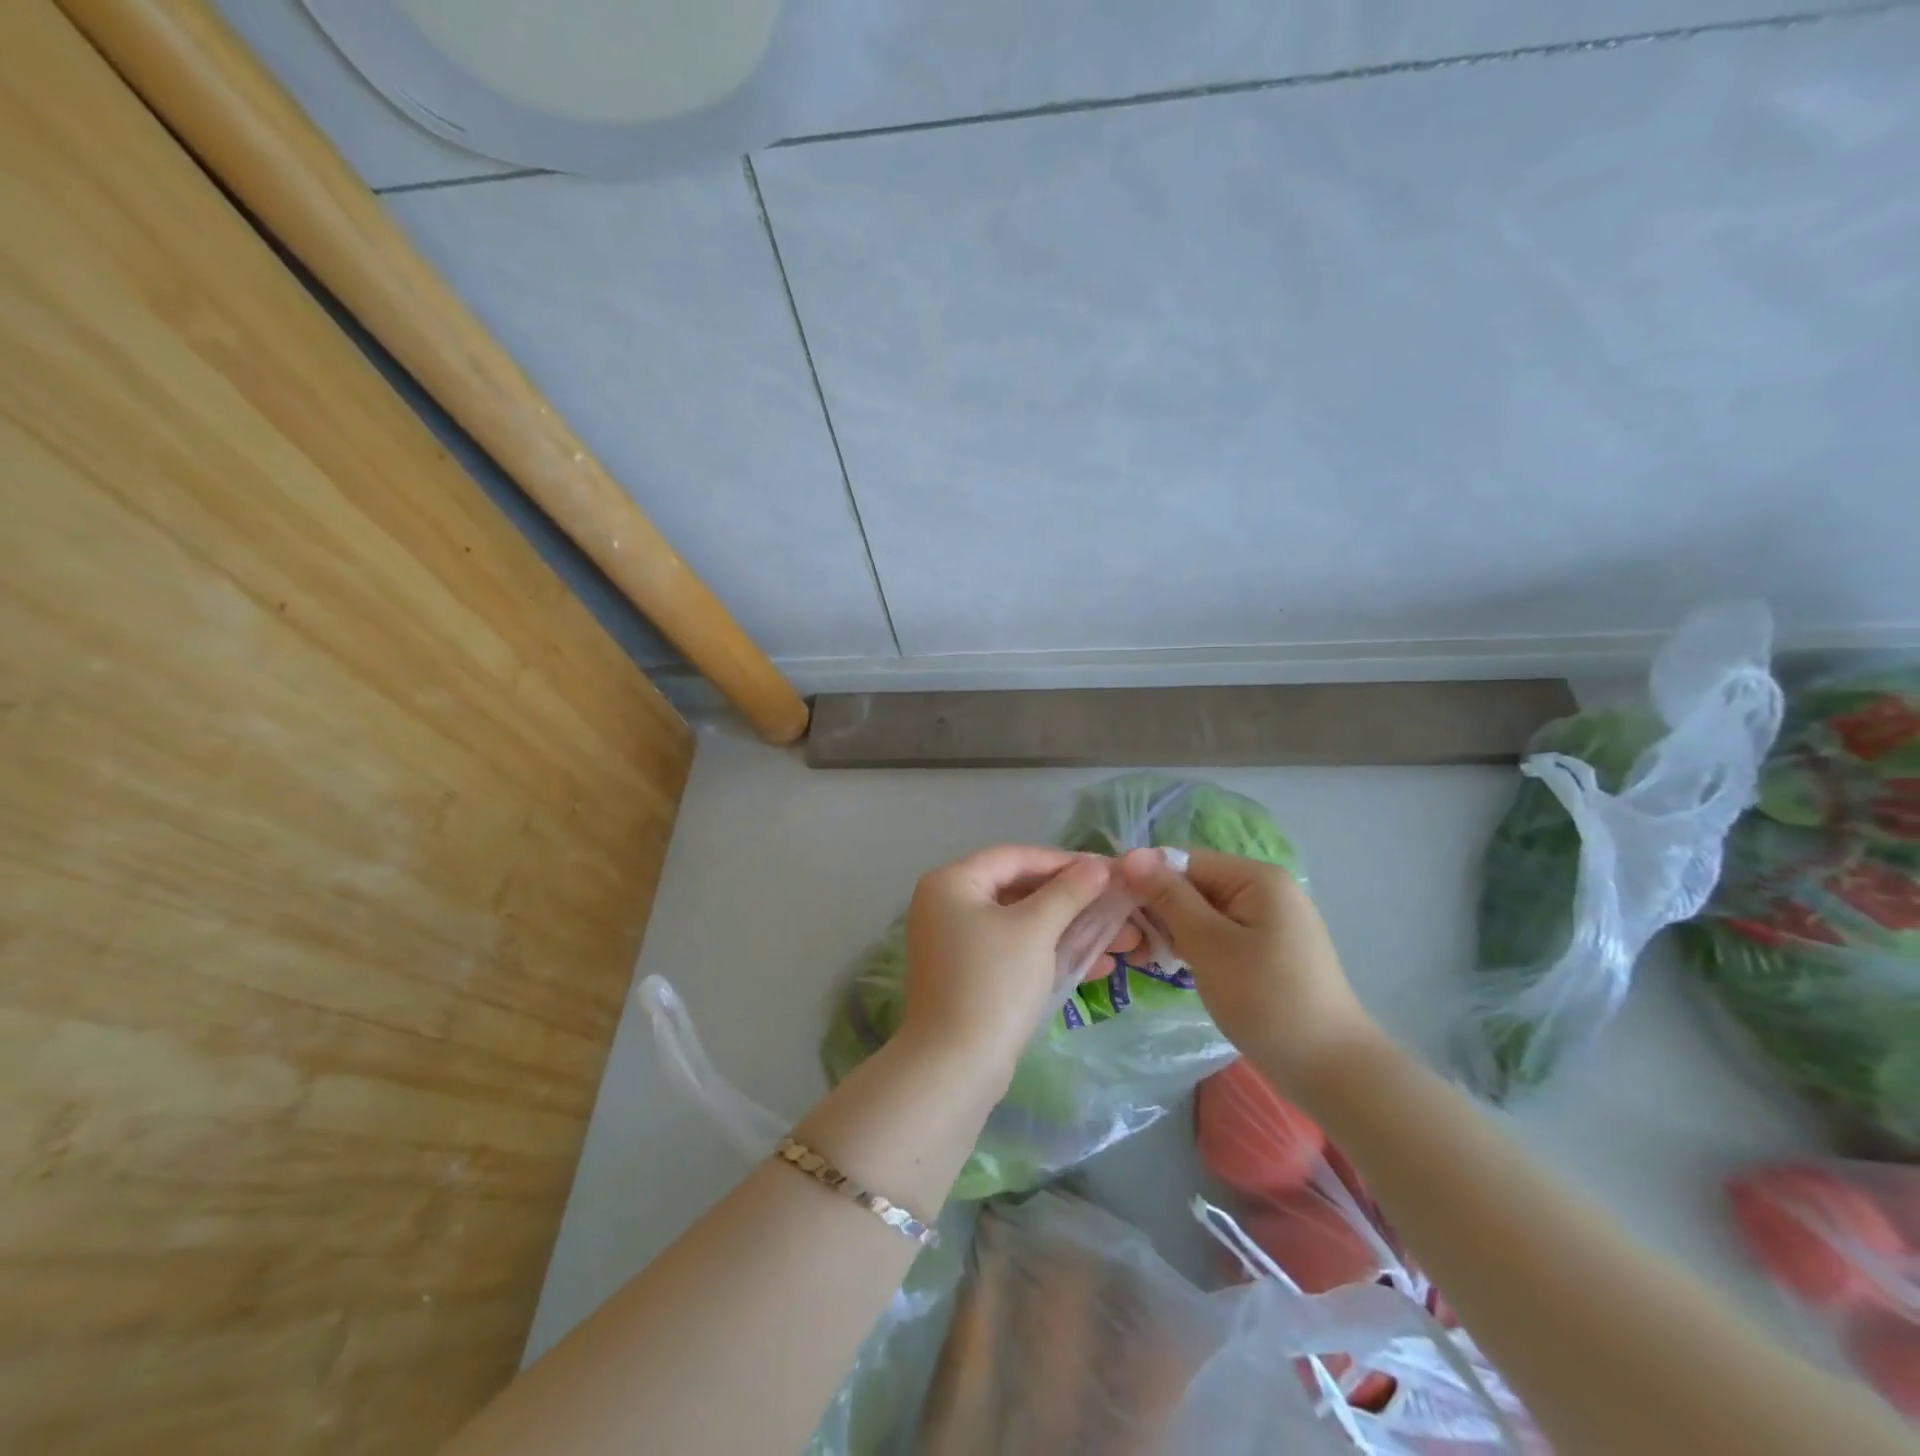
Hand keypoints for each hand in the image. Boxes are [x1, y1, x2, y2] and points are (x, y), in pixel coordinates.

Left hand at [899, 846, 1111, 1087]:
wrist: (954, 1068)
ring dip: (1070, 930)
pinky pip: (1015, 951)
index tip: (1107, 869)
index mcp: (951, 882)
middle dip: (1074, 901)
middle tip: (1119, 905)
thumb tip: (1098, 864)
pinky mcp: (970, 976)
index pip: (1015, 857)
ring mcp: (956, 943)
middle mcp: (947, 905)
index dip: (1063, 862)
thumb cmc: (993, 983)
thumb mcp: (1035, 930)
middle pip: (1020, 890)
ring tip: (1123, 939)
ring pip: (1022, 924)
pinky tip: (1097, 965)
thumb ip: (1068, 892)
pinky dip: (1050, 954)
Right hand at [1118, 846, 1379, 1099]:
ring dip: (1172, 929)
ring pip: (1203, 911)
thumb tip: (1131, 856)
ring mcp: (1269, 920)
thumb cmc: (1265, 999)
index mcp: (1256, 877)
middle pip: (1194, 883)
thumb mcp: (1208, 944)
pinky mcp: (1268, 949)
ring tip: (1143, 957)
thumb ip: (1169, 897)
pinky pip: (1220, 932)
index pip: (1184, 859)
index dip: (1145, 878)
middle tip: (1127, 942)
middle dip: (1157, 907)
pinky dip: (1195, 945)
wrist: (1331, 1070)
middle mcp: (1264, 889)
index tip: (1110, 906)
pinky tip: (1174, 965)